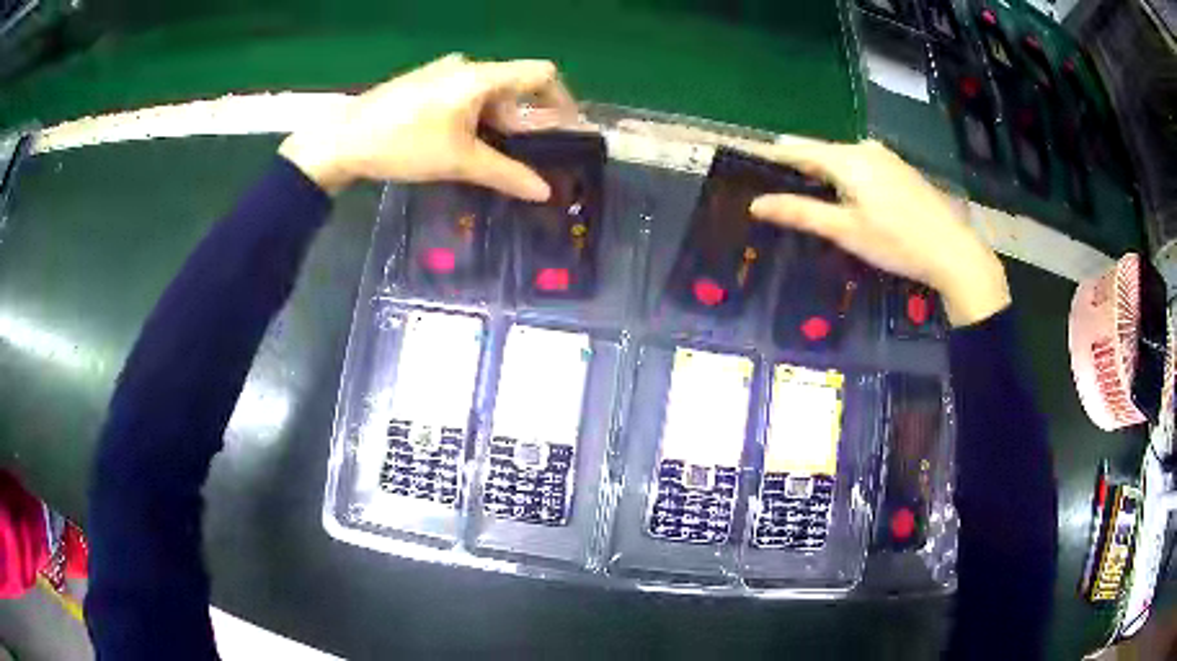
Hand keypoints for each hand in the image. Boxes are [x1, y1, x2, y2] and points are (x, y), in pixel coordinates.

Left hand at [279, 54, 579, 198]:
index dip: (561, 99)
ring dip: (494, 122)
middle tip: (516, 157)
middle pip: (512, 87)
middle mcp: (465, 65)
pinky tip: (454, 143)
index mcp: (480, 76)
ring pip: (486, 93)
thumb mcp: (458, 162)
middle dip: (520, 121)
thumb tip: (545, 192)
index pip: (541, 73)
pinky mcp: (422, 82)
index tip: (563, 130)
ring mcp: (440, 71)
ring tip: (481, 156)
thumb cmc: (403, 145)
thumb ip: (506, 174)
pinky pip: (462, 94)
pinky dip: (472, 117)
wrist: (341, 141)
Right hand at [748, 139, 1009, 326]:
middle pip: (820, 152)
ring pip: (841, 159)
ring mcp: (884, 156)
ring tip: (806, 195)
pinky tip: (846, 197)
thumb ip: (801, 213)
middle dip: (797, 167)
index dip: (772, 157)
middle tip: (774, 187)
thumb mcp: (846, 231)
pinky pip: (860, 164)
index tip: (748, 164)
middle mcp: (863, 148)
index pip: (797, 150)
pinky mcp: (898, 168)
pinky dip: (845, 176)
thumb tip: (756, 204)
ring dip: (822, 172)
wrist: (953, 250)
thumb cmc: (896, 242)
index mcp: (846, 159)